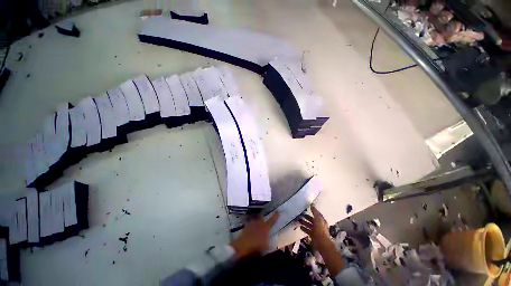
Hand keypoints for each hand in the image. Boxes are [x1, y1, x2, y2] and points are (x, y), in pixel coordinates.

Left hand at [230, 212, 278, 258]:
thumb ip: (269, 242)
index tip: (278, 211)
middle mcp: (259, 223)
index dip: (275, 216)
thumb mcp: (266, 247)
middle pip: (261, 217)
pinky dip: (249, 222)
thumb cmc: (256, 247)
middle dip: (262, 217)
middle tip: (263, 220)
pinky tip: (249, 226)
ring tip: (255, 222)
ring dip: (255, 219)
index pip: (272, 220)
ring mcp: (251, 223)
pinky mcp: (245, 225)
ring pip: (254, 218)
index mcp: (265, 228)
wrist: (243, 246)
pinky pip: (248, 221)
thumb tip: (272, 241)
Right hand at [299, 206, 344, 275]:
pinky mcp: (313, 235)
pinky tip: (300, 227)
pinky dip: (304, 228)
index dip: (313, 210)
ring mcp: (316, 230)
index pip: (317, 214)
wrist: (322, 243)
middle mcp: (319, 225)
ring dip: (304, 222)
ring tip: (299, 220)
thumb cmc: (320, 230)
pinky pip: (308, 230)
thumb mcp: (318, 219)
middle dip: (307, 217)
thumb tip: (312, 205)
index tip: (307, 207)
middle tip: (300, 214)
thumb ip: (315, 212)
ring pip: (309, 224)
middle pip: (312, 219)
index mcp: (321, 220)